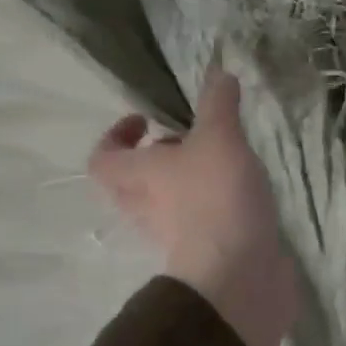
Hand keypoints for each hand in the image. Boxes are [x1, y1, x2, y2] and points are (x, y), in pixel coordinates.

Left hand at [89, 68, 299, 345]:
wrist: (239, 273)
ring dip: (185, 181)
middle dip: (154, 159)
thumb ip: (218, 104)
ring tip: (220, 159)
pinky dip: (213, 205)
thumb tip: (218, 71)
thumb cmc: (215, 197)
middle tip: (184, 139)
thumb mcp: (219, 137)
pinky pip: (199, 221)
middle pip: (132, 183)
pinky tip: (242, 189)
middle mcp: (148, 207)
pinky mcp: (207, 251)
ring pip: (166, 203)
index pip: (103, 158)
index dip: (116, 136)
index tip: (145, 119)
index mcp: (138, 178)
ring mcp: (176, 234)